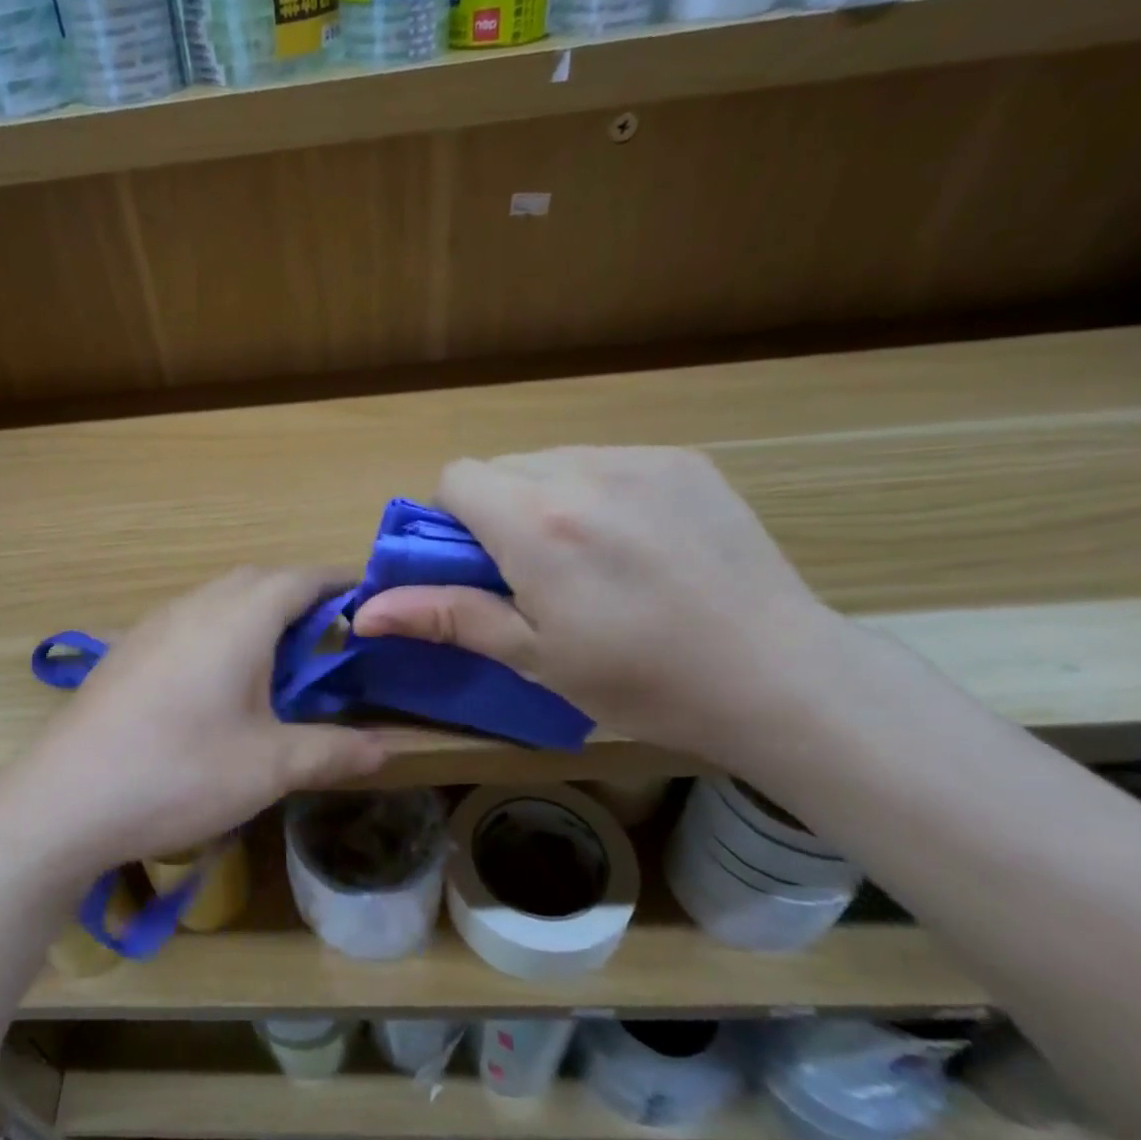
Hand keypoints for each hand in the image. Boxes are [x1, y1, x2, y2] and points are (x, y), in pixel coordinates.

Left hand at [0, 567, 386, 882]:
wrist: (64, 800)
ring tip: (282, 662)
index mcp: (238, 617)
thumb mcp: (269, 767)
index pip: (302, 577)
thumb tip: (387, 748)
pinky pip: (190, 620)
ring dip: (258, 614)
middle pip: (260, 580)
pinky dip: (222, 633)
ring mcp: (155, 624)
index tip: (372, 605)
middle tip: (331, 640)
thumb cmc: (179, 773)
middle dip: (301, 598)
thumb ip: (334, 750)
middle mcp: (196, 604)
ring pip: (221, 597)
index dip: (342, 584)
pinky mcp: (129, 649)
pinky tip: (220, 685)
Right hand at [351, 447, 839, 763]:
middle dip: (498, 509)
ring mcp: (639, 460)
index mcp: (536, 524)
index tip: (478, 563)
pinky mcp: (683, 461)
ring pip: (553, 460)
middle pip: (502, 466)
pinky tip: (636, 542)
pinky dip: (598, 492)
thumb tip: (365, 614)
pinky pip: (608, 461)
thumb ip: (446, 617)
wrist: (776, 675)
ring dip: (546, 498)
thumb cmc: (640, 679)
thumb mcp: (532, 656)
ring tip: (589, 557)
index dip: (453, 518)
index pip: (457, 477)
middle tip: (532, 570)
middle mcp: (581, 472)